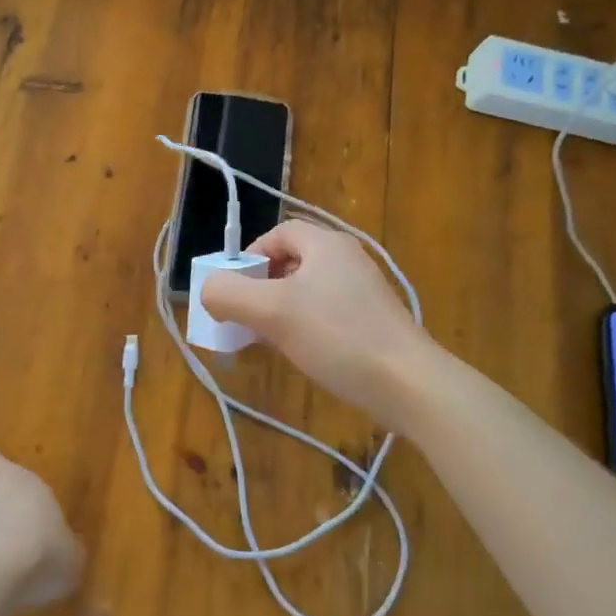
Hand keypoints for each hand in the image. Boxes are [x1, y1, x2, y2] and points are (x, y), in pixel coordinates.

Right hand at [200, 218, 427, 422]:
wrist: (407, 382)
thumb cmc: (336, 336)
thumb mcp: (271, 312)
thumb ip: (228, 294)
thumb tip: (208, 290)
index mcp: (326, 244)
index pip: (278, 233)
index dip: (249, 256)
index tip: (234, 289)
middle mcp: (347, 259)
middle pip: (292, 261)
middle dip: (261, 287)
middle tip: (247, 316)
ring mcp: (364, 291)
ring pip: (308, 291)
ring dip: (281, 310)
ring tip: (267, 339)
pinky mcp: (373, 321)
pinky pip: (327, 313)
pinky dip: (305, 326)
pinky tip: (300, 354)